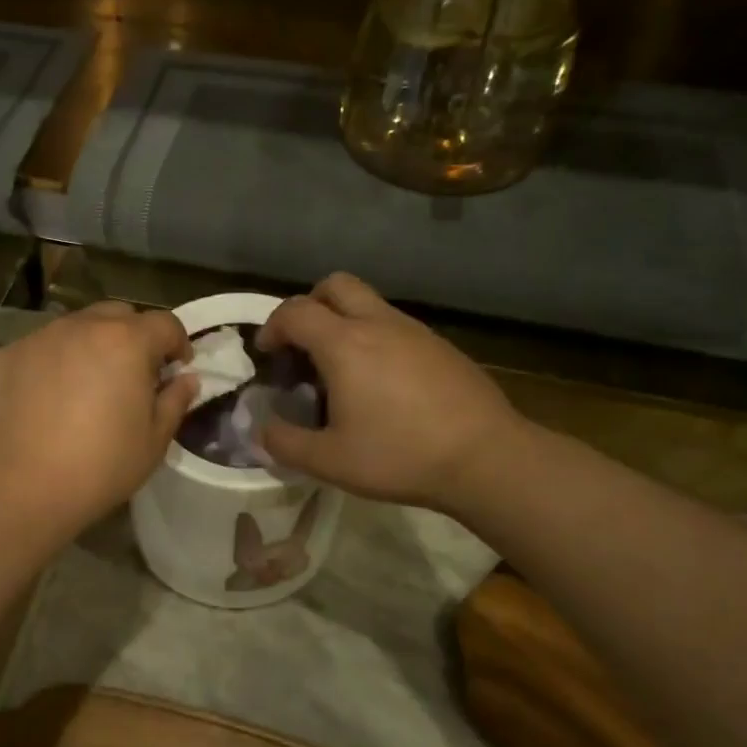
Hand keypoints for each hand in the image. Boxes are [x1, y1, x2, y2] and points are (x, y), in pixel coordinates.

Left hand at [0, 303, 196, 540]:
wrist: (15, 491)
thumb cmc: (98, 468)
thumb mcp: (153, 442)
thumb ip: (175, 401)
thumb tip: (185, 379)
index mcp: (125, 341)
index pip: (164, 323)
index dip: (177, 343)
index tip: (176, 370)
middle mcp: (79, 327)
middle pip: (117, 316)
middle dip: (133, 337)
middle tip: (132, 375)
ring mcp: (35, 339)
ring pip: (73, 329)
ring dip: (89, 348)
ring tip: (85, 388)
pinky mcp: (0, 358)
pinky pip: (36, 351)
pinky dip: (49, 366)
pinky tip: (43, 403)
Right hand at [256, 273, 519, 513]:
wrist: (486, 457)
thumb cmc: (400, 455)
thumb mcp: (329, 461)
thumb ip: (285, 444)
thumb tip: (261, 432)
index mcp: (344, 343)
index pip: (295, 311)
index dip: (272, 327)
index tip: (267, 354)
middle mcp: (378, 324)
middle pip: (335, 285)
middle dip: (309, 305)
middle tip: (303, 344)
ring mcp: (415, 331)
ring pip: (369, 303)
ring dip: (344, 322)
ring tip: (341, 370)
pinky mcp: (441, 346)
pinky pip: (396, 326)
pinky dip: (375, 339)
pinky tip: (383, 384)